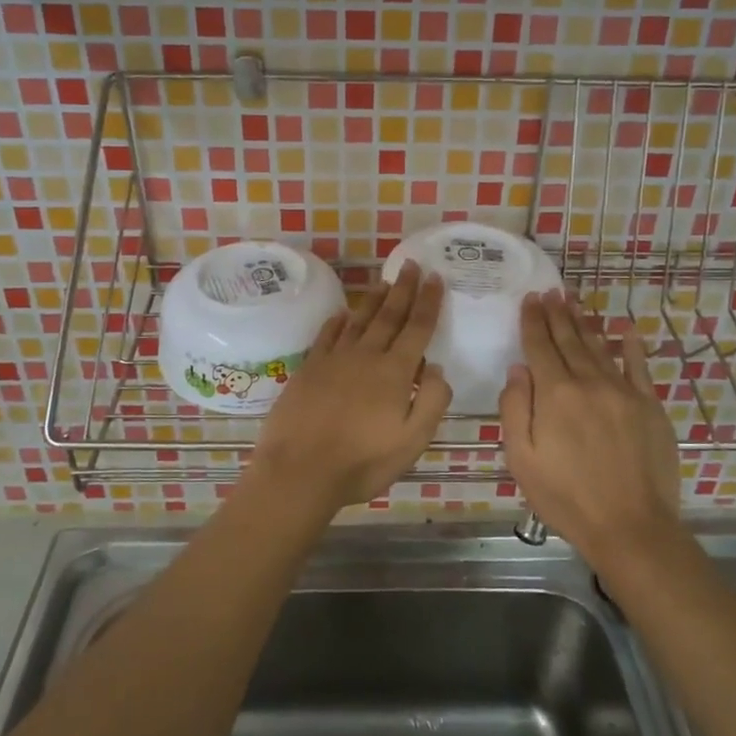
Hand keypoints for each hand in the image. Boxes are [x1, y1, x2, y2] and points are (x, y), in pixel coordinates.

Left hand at [246, 261, 451, 518]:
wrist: (299, 470)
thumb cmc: (362, 462)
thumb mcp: (412, 441)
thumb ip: (432, 401)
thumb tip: (435, 367)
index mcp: (394, 372)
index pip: (417, 328)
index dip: (428, 302)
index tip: (435, 278)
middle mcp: (365, 356)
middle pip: (388, 315)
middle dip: (403, 289)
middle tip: (411, 264)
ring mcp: (334, 360)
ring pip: (359, 320)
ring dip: (374, 299)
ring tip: (384, 281)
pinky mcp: (309, 368)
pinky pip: (327, 335)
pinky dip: (338, 321)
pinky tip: (343, 313)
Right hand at [499, 293, 681, 567]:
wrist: (631, 526)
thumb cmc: (566, 498)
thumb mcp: (522, 459)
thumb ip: (515, 409)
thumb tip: (518, 369)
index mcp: (555, 394)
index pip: (540, 347)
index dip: (533, 322)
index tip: (530, 300)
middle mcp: (589, 383)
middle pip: (570, 340)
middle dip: (557, 314)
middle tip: (550, 292)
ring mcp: (623, 392)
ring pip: (599, 348)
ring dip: (585, 323)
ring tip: (574, 302)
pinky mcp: (650, 406)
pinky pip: (639, 366)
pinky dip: (631, 345)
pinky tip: (626, 329)